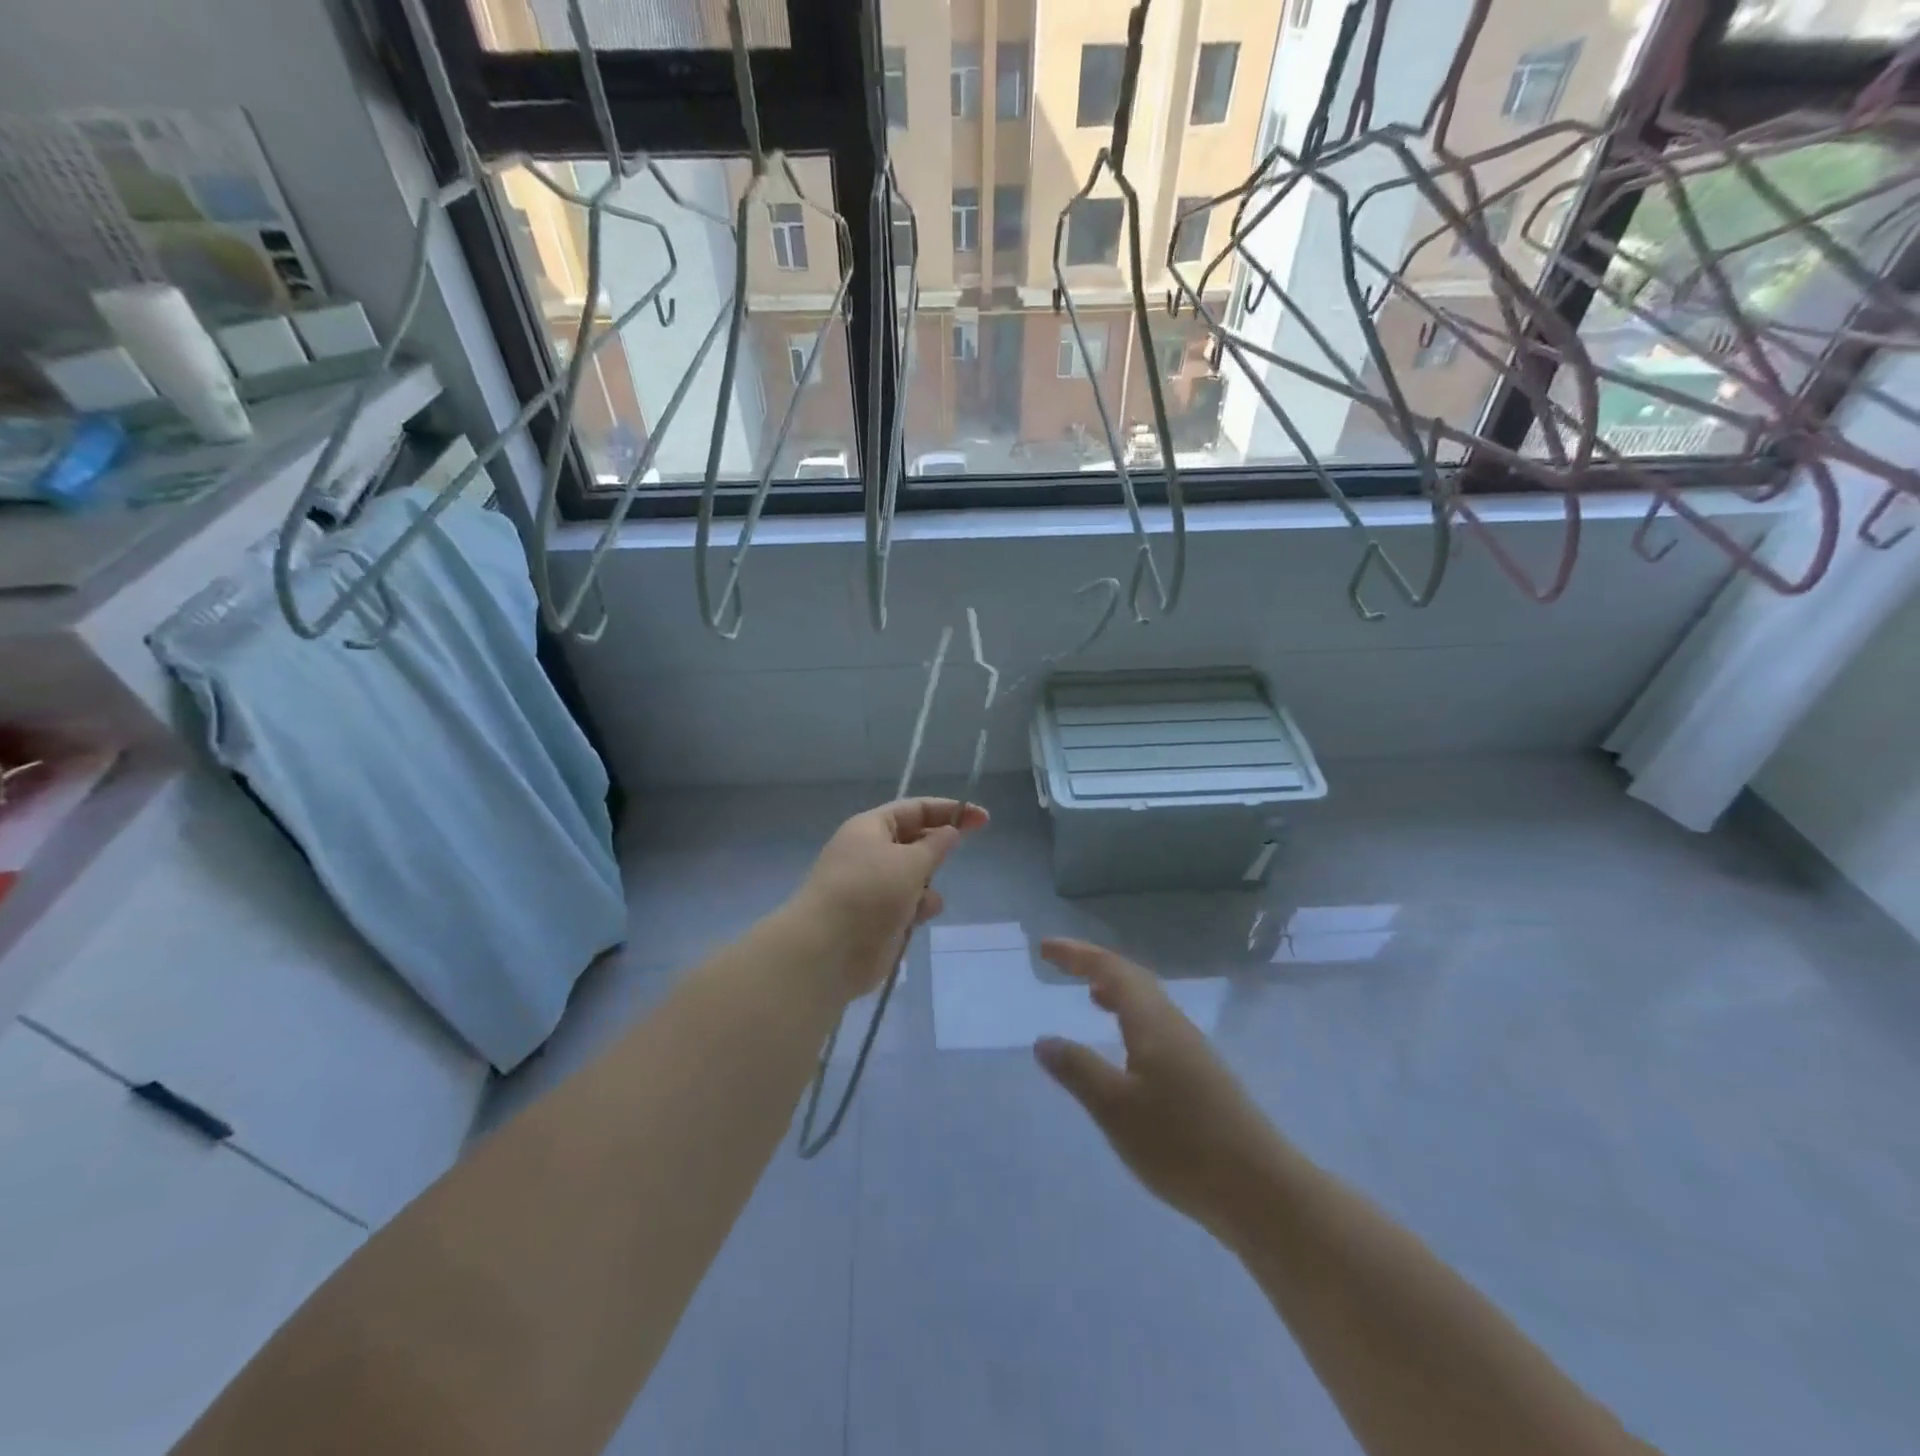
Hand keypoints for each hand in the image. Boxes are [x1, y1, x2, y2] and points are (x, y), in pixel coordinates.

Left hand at [791, 798, 988, 999]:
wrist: (826, 949)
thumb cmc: (869, 892)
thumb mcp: (910, 862)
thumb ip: (936, 845)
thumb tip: (949, 832)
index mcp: (870, 828)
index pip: (915, 809)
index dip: (949, 810)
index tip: (983, 820)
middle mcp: (869, 852)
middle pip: (913, 840)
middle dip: (936, 848)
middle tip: (961, 853)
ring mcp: (871, 886)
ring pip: (913, 875)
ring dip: (927, 884)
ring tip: (925, 898)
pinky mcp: (875, 918)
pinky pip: (906, 904)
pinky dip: (917, 908)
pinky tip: (917, 918)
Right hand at [1034, 939, 1280, 1238]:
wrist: (1260, 1190)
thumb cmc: (1181, 1144)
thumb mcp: (1116, 1108)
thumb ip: (1078, 1070)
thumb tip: (1044, 1040)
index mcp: (1153, 1021)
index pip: (1110, 970)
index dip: (1076, 954)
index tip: (1044, 947)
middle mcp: (1174, 1025)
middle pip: (1132, 978)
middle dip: (1094, 965)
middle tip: (1061, 963)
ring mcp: (1193, 1050)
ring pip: (1148, 1003)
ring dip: (1116, 991)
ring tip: (1090, 995)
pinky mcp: (1202, 1076)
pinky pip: (1157, 1027)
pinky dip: (1131, 1019)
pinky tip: (1127, 1048)